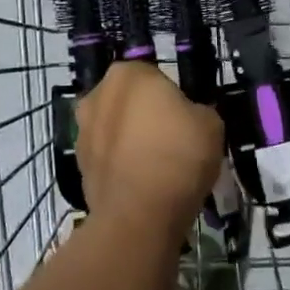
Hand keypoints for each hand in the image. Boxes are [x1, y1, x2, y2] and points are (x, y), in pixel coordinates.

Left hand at [75, 61, 223, 234]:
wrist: (139, 215)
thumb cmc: (178, 154)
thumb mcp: (211, 123)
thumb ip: (197, 112)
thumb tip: (189, 119)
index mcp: (128, 73)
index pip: (153, 76)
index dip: (171, 98)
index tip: (185, 120)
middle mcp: (98, 95)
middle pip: (128, 101)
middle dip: (145, 116)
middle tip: (171, 141)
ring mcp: (83, 131)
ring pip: (114, 129)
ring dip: (129, 141)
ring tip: (157, 168)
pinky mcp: (78, 166)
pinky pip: (107, 158)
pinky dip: (120, 166)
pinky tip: (141, 186)